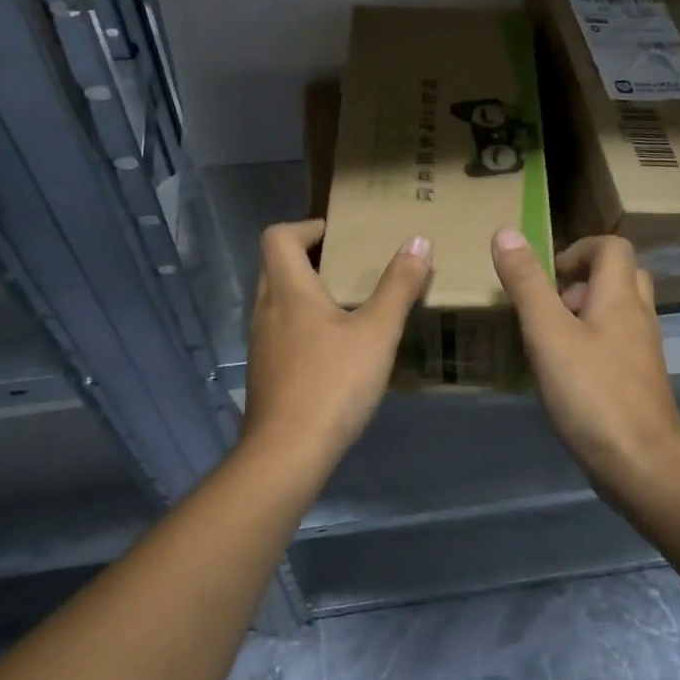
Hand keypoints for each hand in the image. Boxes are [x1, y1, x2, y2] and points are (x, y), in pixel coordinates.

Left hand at [242, 220, 430, 468]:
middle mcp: (266, 310)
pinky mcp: (265, 372)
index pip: (279, 236)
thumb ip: (399, 286)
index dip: (306, 227)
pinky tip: (334, 349)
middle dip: (309, 258)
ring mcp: (261, 344)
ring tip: (348, 305)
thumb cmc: (333, 383)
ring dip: (306, 293)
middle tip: (349, 266)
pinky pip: (280, 331)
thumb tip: (418, 241)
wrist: (287, 452)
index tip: (339, 236)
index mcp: (289, 290)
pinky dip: (303, 325)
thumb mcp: (378, 332)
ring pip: (277, 301)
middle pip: (276, 265)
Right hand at [492, 230, 679, 485]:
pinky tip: (564, 373)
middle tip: (548, 305)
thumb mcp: (548, 334)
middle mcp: (639, 317)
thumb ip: (527, 284)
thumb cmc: (592, 393)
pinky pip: (617, 344)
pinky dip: (592, 344)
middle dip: (581, 281)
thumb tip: (505, 232)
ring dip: (585, 313)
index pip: (613, 247)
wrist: (642, 465)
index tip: (546, 276)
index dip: (578, 249)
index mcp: (620, 297)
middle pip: (620, 276)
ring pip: (619, 312)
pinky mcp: (639, 382)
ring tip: (548, 339)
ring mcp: (642, 352)